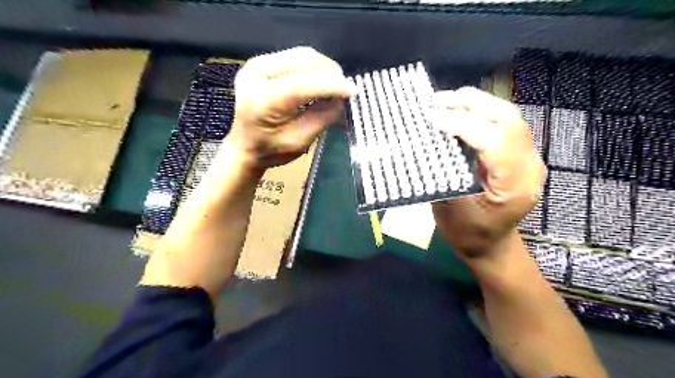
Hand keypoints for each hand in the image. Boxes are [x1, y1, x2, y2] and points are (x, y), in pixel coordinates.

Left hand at [225, 47, 353, 169]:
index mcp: (262, 100)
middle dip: (330, 74)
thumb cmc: (271, 150)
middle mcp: (256, 73)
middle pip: (303, 60)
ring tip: (335, 86)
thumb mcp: (300, 142)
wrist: (245, 146)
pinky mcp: (262, 62)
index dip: (331, 85)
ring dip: (324, 68)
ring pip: (302, 55)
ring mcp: (257, 64)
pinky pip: (295, 57)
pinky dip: (314, 67)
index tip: (353, 92)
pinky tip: (321, 81)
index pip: (302, 84)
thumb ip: (322, 118)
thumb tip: (342, 99)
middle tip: (345, 90)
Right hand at [430, 87, 544, 261]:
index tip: (432, 119)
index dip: (462, 125)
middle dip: (471, 103)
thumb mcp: (451, 209)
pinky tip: (459, 113)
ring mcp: (528, 159)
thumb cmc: (468, 234)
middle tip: (437, 101)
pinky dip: (480, 113)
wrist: (491, 247)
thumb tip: (428, 143)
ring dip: (476, 104)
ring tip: (444, 102)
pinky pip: (503, 125)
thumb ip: (443, 174)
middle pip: (508, 119)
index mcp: (514, 186)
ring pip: (508, 117)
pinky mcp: (519, 155)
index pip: (494, 141)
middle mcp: (529, 167)